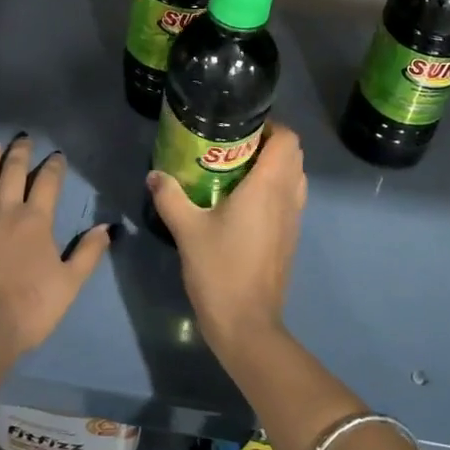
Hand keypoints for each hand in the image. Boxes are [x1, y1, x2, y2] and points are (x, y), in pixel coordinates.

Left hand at [0, 135, 112, 359]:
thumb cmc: (29, 310)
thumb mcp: (70, 284)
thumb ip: (88, 252)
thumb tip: (107, 226)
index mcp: (35, 221)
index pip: (47, 183)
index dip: (53, 166)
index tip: (56, 155)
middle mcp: (3, 212)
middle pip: (12, 174)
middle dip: (19, 154)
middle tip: (22, 138)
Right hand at [147, 123, 305, 353]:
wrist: (247, 324)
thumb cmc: (220, 270)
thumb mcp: (187, 230)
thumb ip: (170, 197)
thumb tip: (155, 175)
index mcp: (268, 186)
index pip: (287, 139)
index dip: (271, 126)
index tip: (241, 126)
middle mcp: (287, 197)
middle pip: (294, 155)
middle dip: (270, 143)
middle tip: (234, 145)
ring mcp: (293, 219)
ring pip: (294, 177)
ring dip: (275, 166)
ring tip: (238, 170)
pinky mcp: (290, 238)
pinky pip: (290, 199)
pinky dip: (275, 189)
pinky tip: (242, 202)